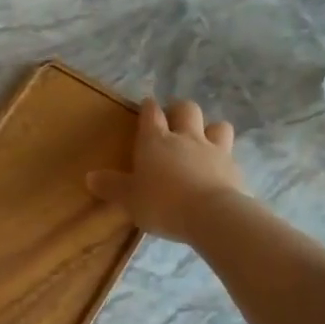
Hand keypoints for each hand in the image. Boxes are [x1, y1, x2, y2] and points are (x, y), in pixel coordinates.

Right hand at [87, 97, 246, 242]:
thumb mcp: (129, 199)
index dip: (148, 108)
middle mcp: (186, 138)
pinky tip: (219, 173)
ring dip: (210, 129)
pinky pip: (230, 155)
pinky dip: (224, 160)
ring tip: (203, 143)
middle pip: (186, 109)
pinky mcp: (234, 168)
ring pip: (217, 125)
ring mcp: (214, 150)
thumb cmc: (162, 203)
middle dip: (179, 111)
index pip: (151, 114)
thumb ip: (111, 186)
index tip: (146, 107)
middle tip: (174, 123)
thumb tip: (90, 177)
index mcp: (156, 141)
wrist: (211, 215)